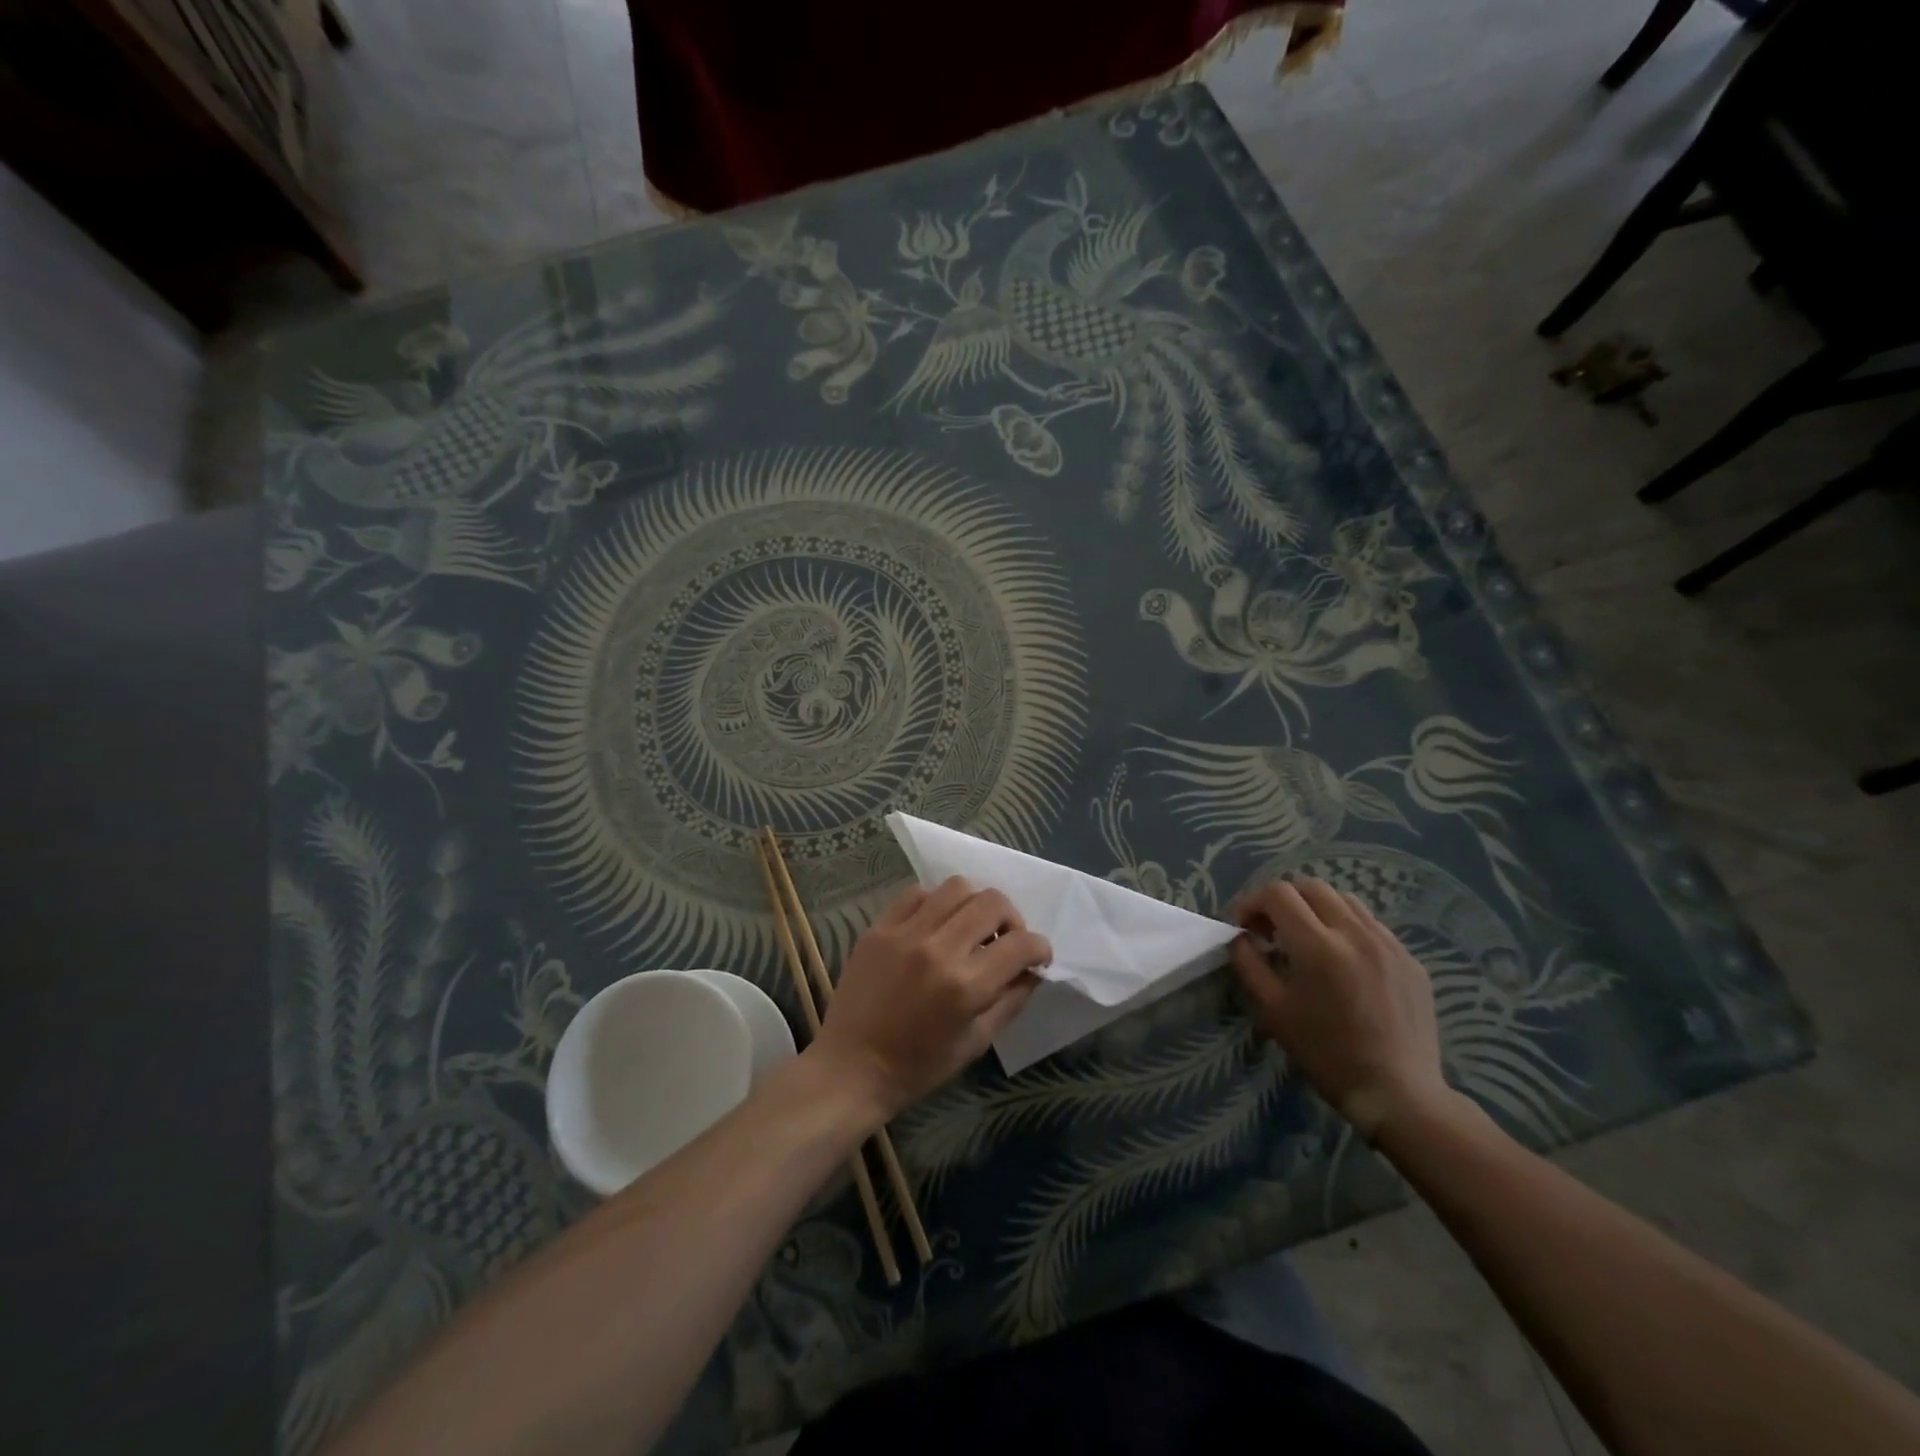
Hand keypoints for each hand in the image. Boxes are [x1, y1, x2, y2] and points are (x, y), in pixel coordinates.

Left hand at [810, 878, 1050, 1119]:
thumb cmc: (918, 1066)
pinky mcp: (879, 927)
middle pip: (993, 902)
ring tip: (971, 925)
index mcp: (966, 986)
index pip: (1021, 944)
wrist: (851, 1067)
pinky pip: (917, 893)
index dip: (1040, 948)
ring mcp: (905, 933)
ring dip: (975, 903)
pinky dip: (936, 902)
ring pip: (956, 887)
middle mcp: (939, 949)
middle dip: (1012, 918)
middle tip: (1006, 939)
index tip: (1037, 957)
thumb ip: (1010, 1001)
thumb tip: (1032, 971)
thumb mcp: (975, 1042)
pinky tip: (935, 923)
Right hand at [1229, 878, 1448, 1142]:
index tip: (1245, 928)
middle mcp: (1355, 933)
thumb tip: (1241, 937)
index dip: (1252, 902)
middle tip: (1272, 931)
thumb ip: (1250, 964)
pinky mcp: (1410, 960)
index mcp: (1318, 946)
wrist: (1397, 1093)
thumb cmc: (1326, 1053)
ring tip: (1307, 940)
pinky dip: (1347, 928)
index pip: (1277, 894)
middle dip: (1283, 900)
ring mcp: (1389, 944)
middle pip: (1311, 887)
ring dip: (1316, 909)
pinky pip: (1372, 925)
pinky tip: (1342, 961)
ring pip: (1345, 900)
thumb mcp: (1273, 1010)